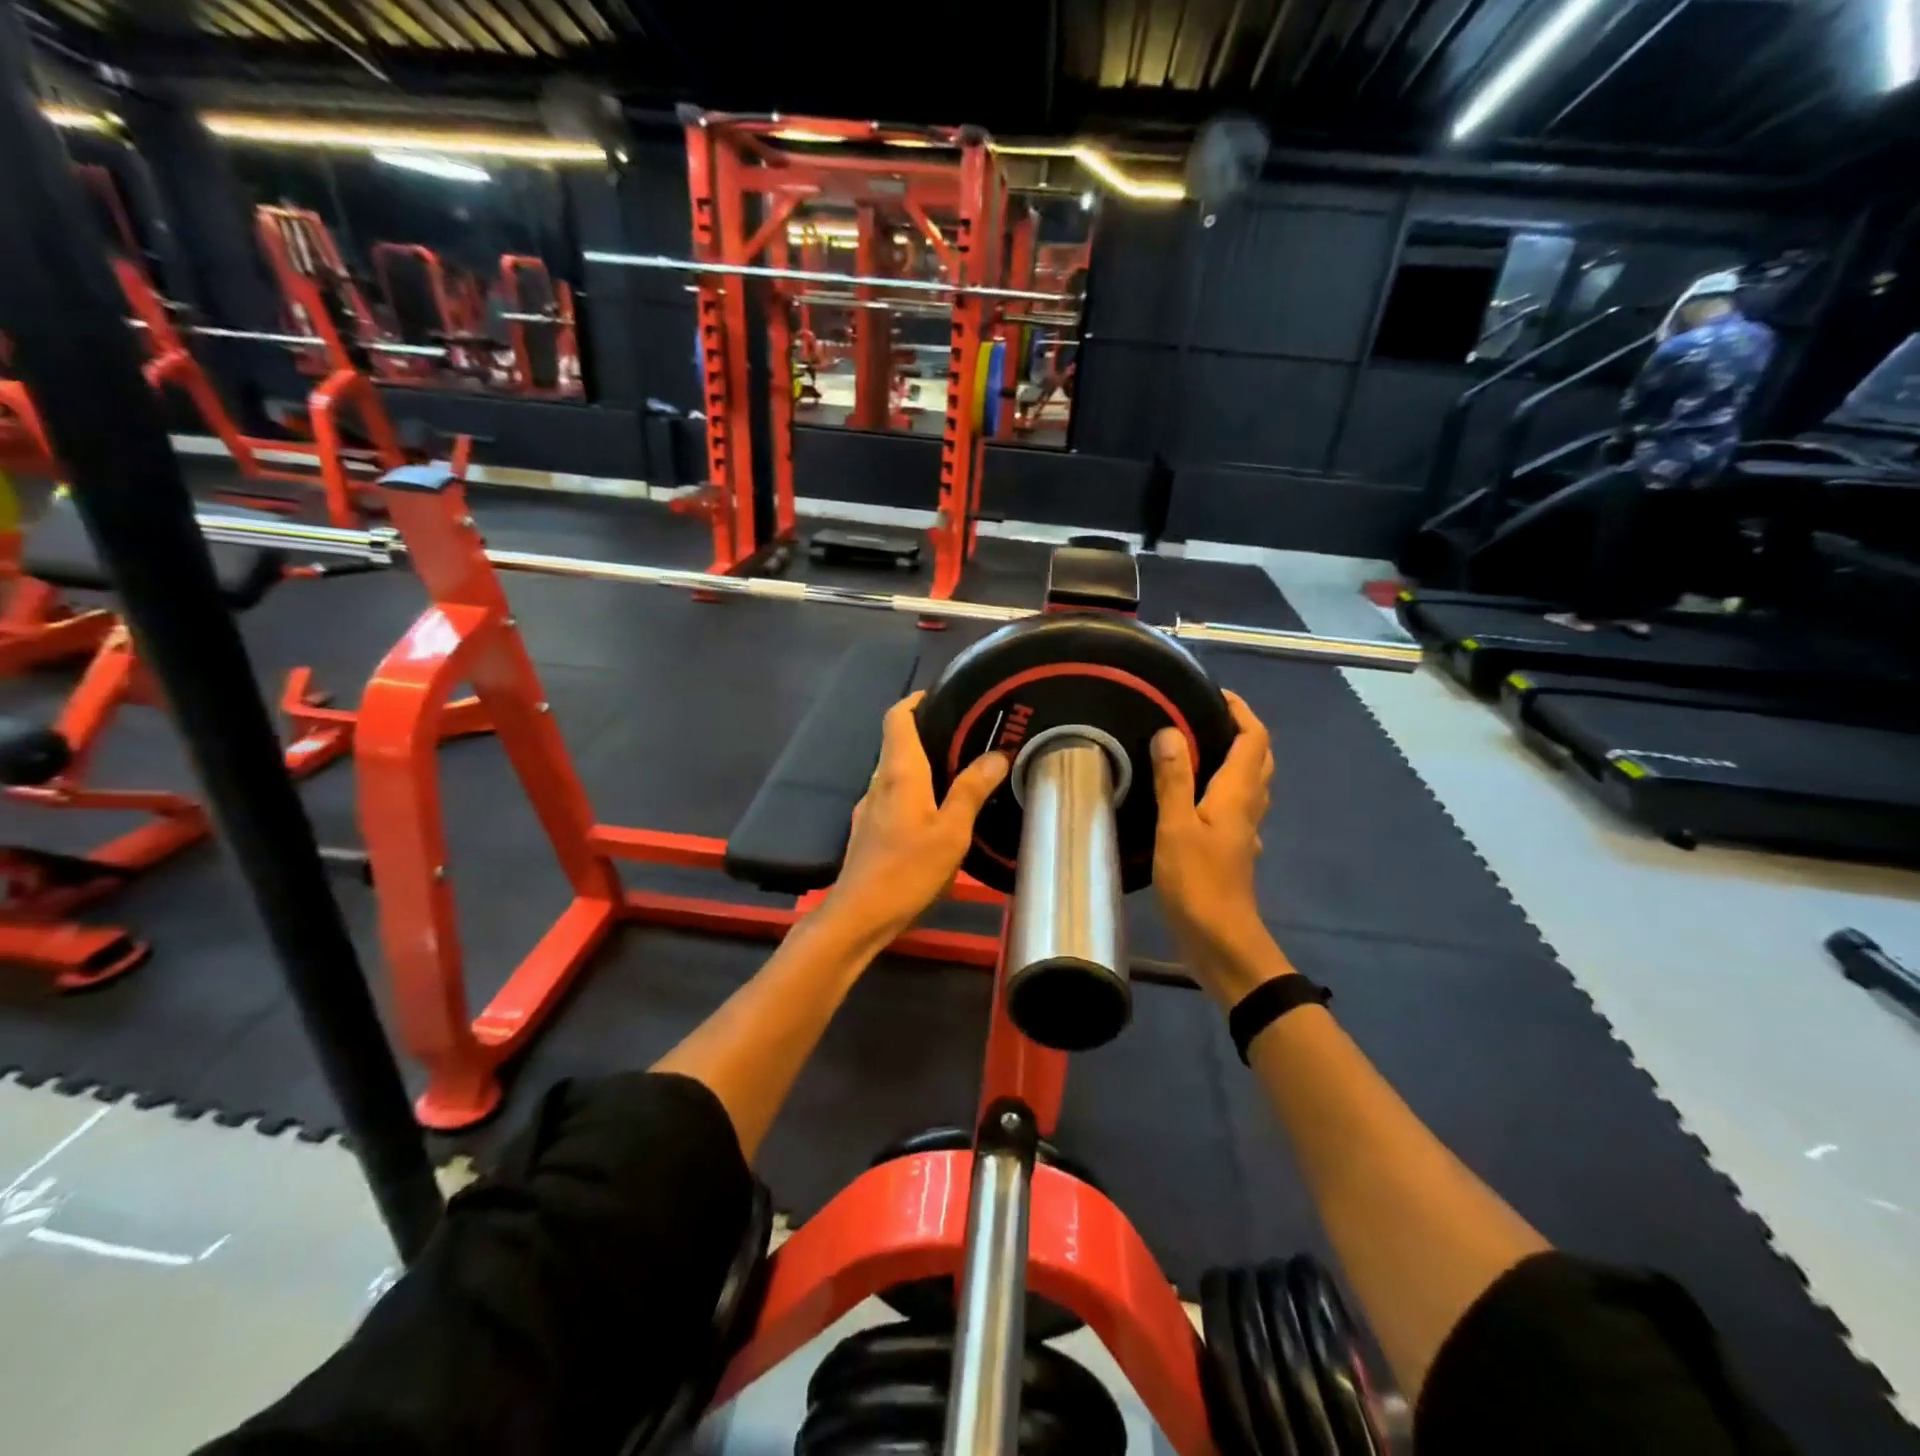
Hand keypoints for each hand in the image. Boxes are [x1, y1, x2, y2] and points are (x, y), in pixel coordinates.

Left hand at [825, 692, 1008, 941]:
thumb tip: (996, 755)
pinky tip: (938, 810)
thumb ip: (972, 791)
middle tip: (970, 735)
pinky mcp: (869, 828)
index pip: (898, 717)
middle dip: (930, 732)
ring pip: (897, 771)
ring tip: (962, 770)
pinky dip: (916, 790)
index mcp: (899, 772)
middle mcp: (879, 781)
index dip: (917, 700)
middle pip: (899, 742)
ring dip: (924, 764)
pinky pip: (894, 795)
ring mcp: (870, 806)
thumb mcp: (951, 832)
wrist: (859, 915)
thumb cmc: (907, 870)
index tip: (946, 697)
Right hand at [1150, 692, 1282, 1001]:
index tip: (1214, 693)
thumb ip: (1174, 779)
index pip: (1253, 739)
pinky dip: (1221, 788)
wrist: (1219, 942)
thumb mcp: (1176, 828)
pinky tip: (1193, 797)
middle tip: (1204, 716)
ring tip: (1195, 748)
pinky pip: (1235, 806)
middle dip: (1240, 730)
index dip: (1241, 711)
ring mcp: (1243, 831)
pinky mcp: (1232, 850)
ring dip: (1233, 758)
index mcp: (1237, 795)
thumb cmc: (1198, 883)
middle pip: (1258, 759)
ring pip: (1249, 783)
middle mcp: (1248, 807)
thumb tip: (1171, 731)